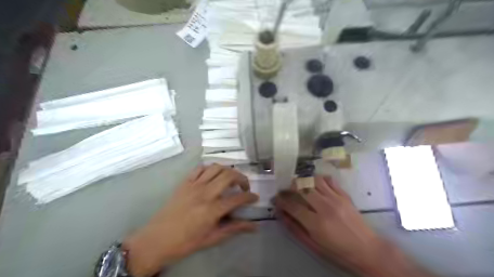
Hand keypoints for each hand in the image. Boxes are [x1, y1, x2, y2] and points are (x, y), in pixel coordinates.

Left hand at [123, 165, 258, 276]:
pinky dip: (210, 168)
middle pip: (229, 175)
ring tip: (231, 179)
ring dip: (228, 170)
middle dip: (242, 178)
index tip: (255, 198)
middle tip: (244, 186)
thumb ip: (234, 229)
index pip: (238, 198)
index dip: (250, 196)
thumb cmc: (186, 242)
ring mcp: (194, 185)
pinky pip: (200, 168)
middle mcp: (205, 193)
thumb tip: (254, 227)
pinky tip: (213, 176)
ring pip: (216, 167)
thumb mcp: (212, 238)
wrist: (157, 239)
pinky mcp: (185, 182)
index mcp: (212, 209)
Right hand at [274, 176, 433, 275]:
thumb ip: (295, 229)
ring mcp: (335, 198)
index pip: (292, 205)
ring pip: (313, 180)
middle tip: (286, 191)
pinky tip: (316, 184)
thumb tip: (281, 214)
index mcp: (316, 223)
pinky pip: (328, 180)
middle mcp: (324, 207)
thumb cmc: (338, 251)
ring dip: (303, 181)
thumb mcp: (313, 245)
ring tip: (300, 186)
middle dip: (290, 187)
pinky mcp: (344, 195)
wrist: (368, 250)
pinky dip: (319, 179)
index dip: (281, 200)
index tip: (276, 199)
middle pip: (301, 187)